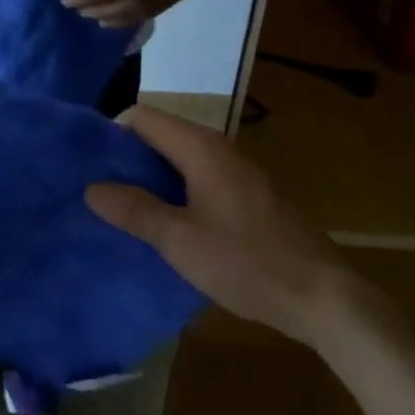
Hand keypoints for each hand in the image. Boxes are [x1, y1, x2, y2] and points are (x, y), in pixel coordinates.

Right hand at [84, 106, 351, 341]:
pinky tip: (167, 223)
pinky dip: (176, 190)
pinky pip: (200, 178)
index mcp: (200, 148)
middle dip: (128, 157)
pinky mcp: (249, 196)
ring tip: (124, 208)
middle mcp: (219, 148)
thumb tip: (91, 187)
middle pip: (161, 135)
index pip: (143, 117)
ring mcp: (238, 172)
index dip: (112, 133)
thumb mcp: (180, 240)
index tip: (89, 163)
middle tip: (99, 188)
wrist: (325, 298)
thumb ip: (134, 210)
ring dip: (151, 177)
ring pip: (180, 159)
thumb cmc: (247, 262)